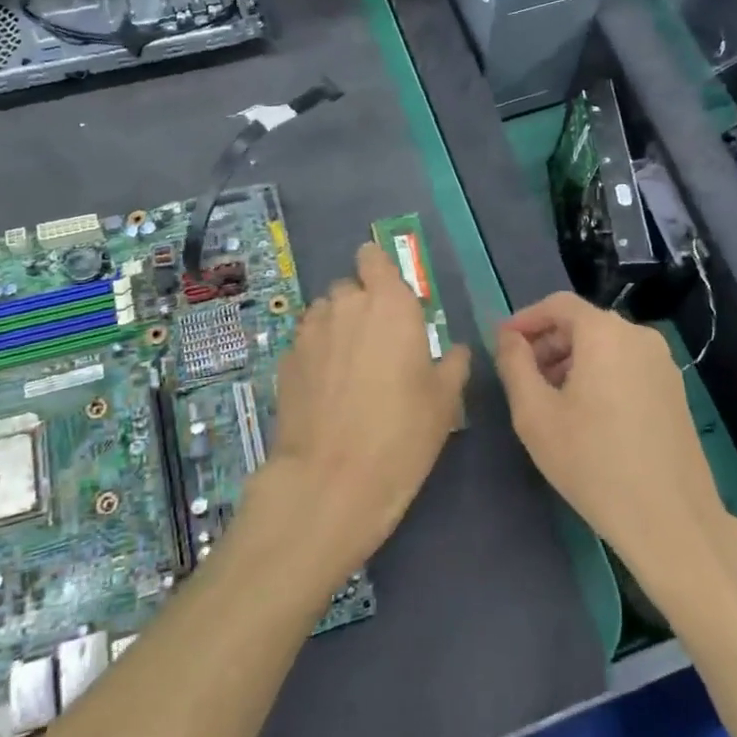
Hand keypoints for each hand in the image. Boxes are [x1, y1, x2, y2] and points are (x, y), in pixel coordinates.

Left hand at [237, 242, 470, 592]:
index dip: (379, 270)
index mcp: (389, 304)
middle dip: (361, 307)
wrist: (331, 480)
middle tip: (377, 346)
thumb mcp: (444, 401)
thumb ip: (451, 364)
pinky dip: (316, 355)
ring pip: (324, 314)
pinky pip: (305, 343)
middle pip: (349, 288)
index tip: (390, 297)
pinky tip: (326, 390)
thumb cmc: (401, 434)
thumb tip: (453, 351)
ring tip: (349, 369)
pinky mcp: (284, 361)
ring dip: (336, 329)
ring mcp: (309, 332)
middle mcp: (345, 306)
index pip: (373, 257)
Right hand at [495, 292, 727, 579]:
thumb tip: (508, 337)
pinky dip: (600, 375)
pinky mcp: (675, 390)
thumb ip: (514, 364)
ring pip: (607, 346)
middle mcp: (639, 336)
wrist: (669, 517)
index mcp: (605, 333)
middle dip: (548, 343)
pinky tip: (587, 414)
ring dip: (572, 361)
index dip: (525, 319)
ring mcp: (664, 363)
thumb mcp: (534, 414)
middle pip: (584, 324)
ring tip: (550, 399)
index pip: (558, 305)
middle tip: (522, 377)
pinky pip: (627, 366)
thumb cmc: (591, 461)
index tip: (502, 343)